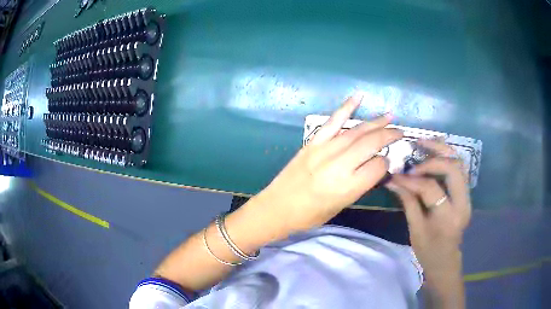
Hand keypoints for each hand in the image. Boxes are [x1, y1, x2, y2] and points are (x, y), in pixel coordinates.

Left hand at [253, 94, 402, 233]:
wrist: (276, 208)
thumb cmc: (310, 215)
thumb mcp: (341, 206)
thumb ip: (360, 185)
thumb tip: (376, 166)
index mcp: (347, 187)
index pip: (378, 166)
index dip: (386, 163)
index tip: (386, 163)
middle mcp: (339, 165)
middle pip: (371, 143)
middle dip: (389, 135)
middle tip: (400, 132)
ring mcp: (324, 150)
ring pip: (356, 130)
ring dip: (375, 122)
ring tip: (390, 116)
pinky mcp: (313, 142)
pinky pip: (333, 121)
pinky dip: (346, 107)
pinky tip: (358, 97)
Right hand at [386, 139, 471, 281]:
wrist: (446, 259)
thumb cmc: (428, 250)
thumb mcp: (415, 230)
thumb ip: (408, 202)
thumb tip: (393, 181)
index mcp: (448, 217)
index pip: (431, 189)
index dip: (412, 180)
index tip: (396, 176)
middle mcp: (462, 203)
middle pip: (453, 168)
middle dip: (433, 156)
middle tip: (415, 149)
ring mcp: (467, 196)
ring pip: (460, 163)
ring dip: (443, 150)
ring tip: (425, 142)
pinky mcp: (466, 193)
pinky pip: (459, 168)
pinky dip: (447, 157)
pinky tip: (435, 152)